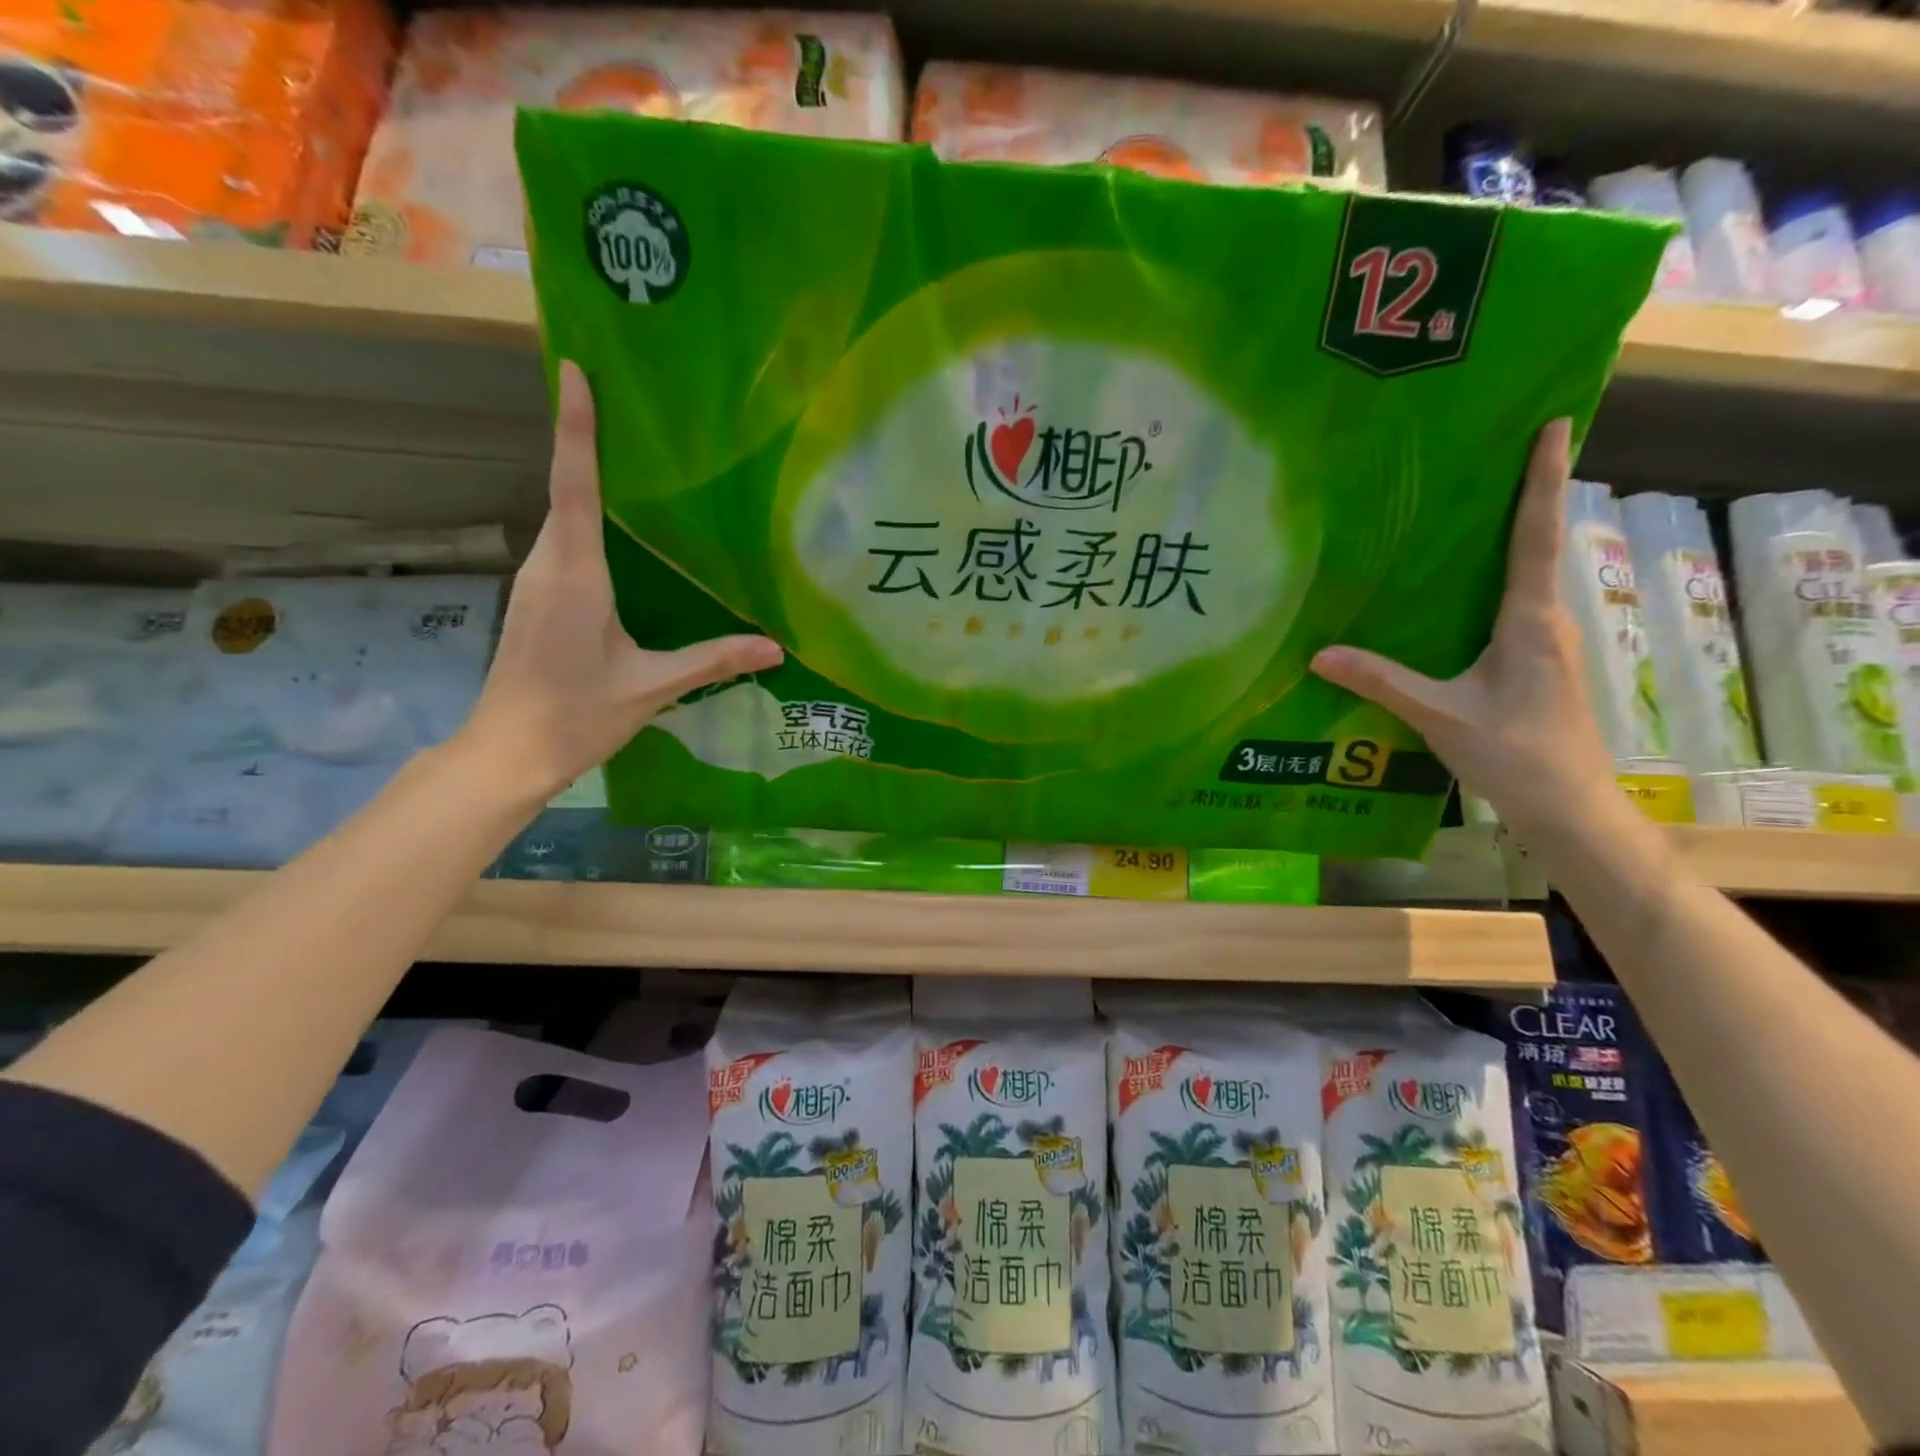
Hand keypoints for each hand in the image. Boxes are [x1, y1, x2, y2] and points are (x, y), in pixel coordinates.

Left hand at [458, 360, 782, 799]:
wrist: (507, 753)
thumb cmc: (575, 716)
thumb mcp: (651, 687)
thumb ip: (712, 661)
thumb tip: (776, 648)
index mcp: (577, 576)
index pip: (574, 486)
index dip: (576, 428)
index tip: (574, 370)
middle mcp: (549, 566)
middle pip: (566, 489)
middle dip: (586, 440)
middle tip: (620, 398)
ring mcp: (536, 582)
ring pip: (563, 517)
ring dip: (585, 480)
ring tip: (627, 454)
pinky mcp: (536, 600)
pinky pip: (564, 544)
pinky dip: (586, 520)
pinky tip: (618, 532)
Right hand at [1309, 418, 1616, 842]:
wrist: (1571, 808)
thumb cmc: (1515, 754)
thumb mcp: (1438, 715)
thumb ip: (1380, 680)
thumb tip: (1319, 654)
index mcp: (1530, 621)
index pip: (1535, 537)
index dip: (1543, 480)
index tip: (1557, 424)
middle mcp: (1547, 622)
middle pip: (1539, 545)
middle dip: (1528, 496)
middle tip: (1502, 453)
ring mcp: (1547, 646)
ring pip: (1528, 578)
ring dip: (1512, 539)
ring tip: (1475, 511)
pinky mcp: (1537, 666)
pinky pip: (1514, 608)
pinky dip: (1495, 583)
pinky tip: (1459, 594)